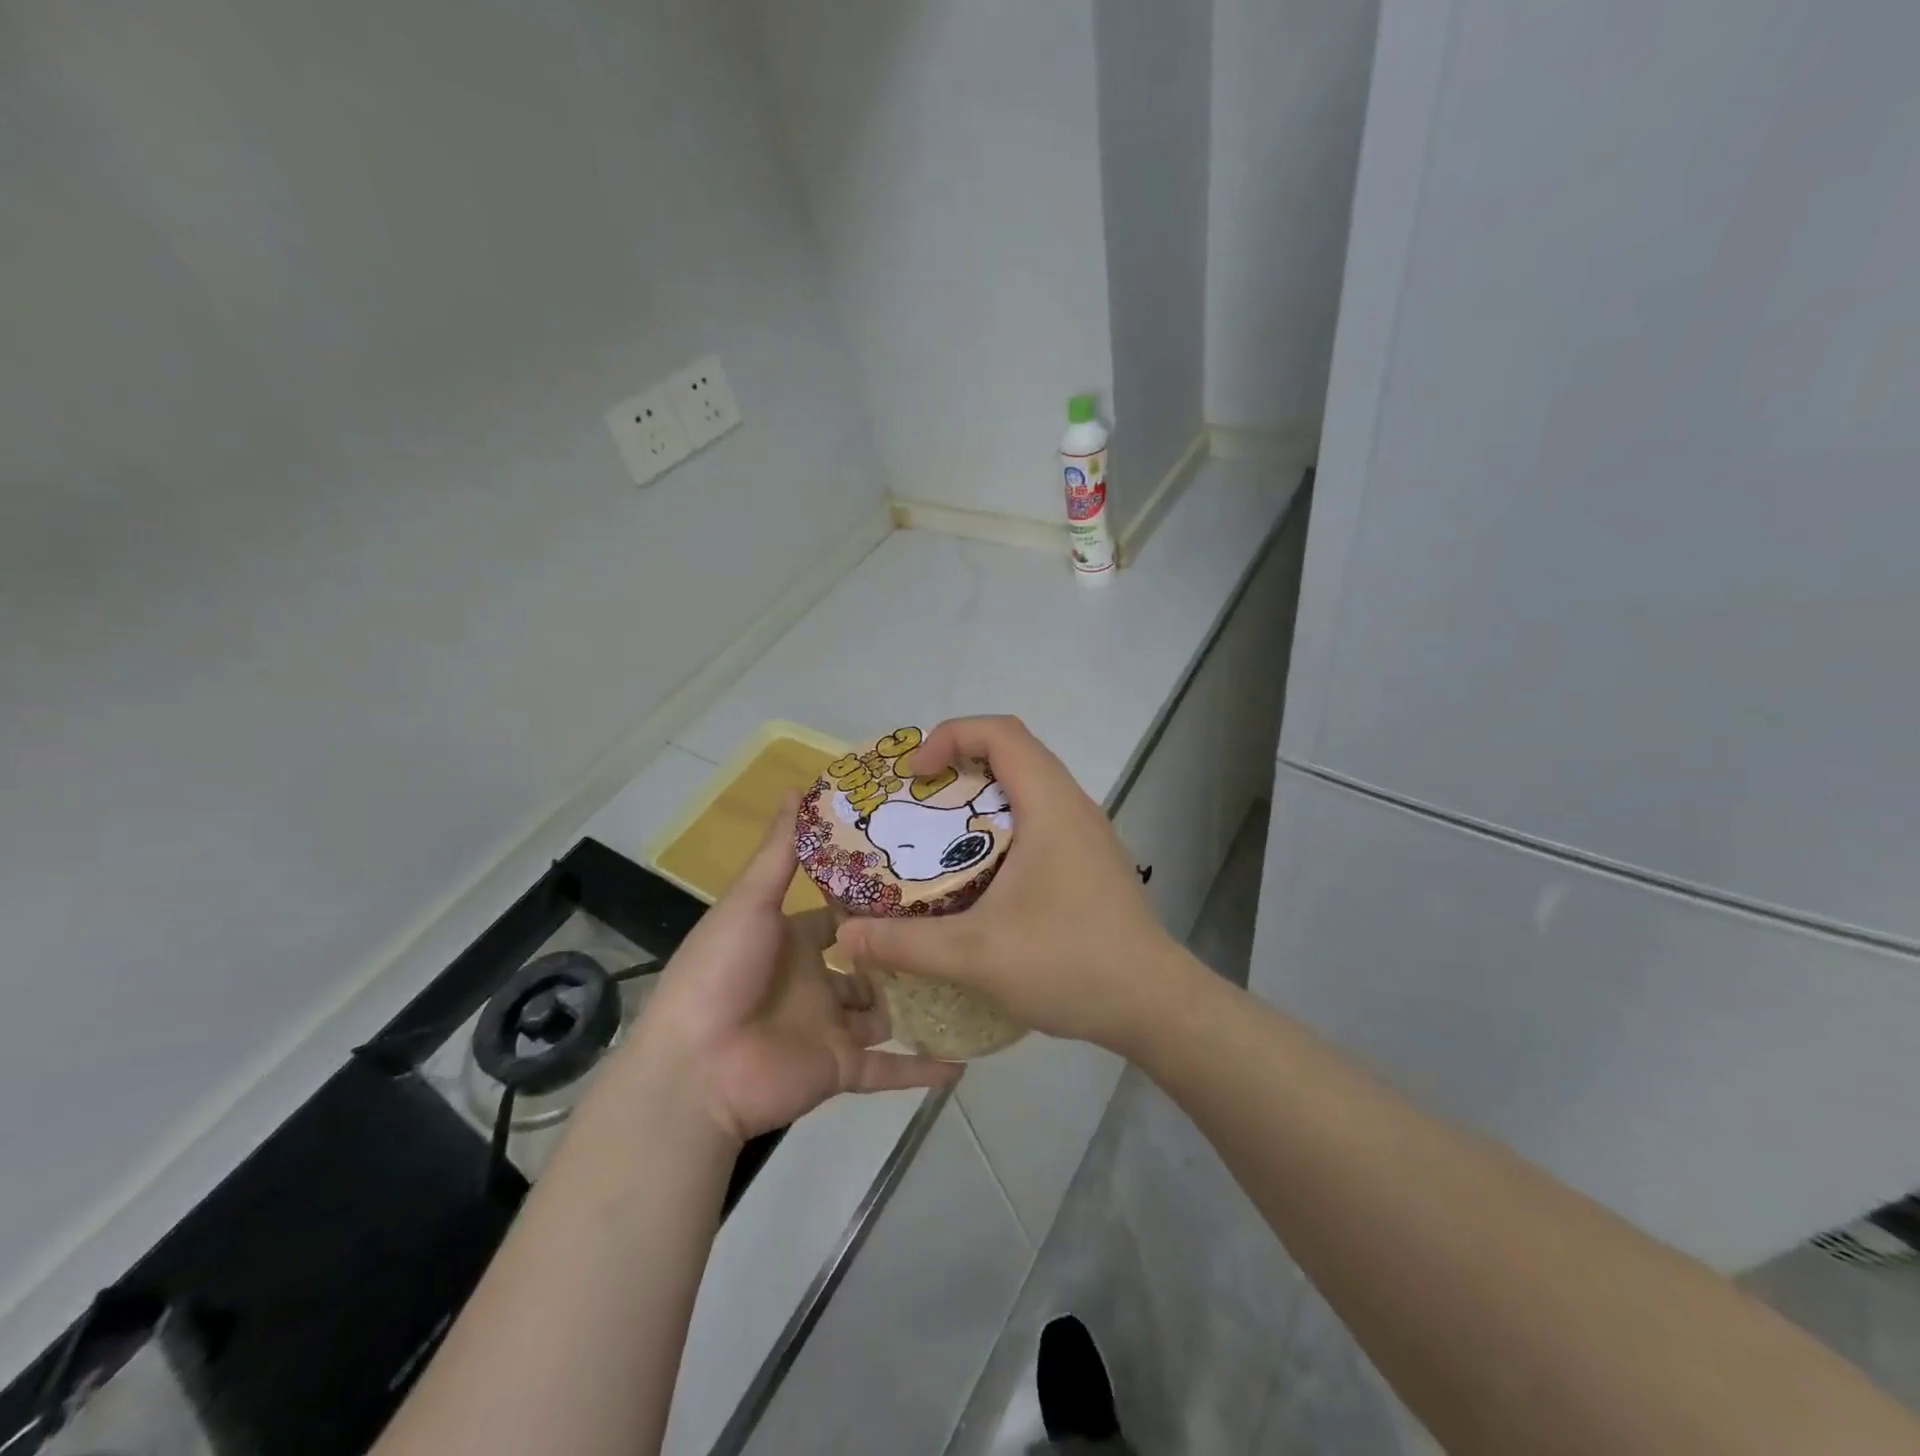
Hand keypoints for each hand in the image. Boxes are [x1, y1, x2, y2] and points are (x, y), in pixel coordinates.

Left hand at [631, 795, 958, 1143]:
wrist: (695, 1069)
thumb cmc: (722, 972)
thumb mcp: (751, 902)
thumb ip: (781, 851)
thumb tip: (799, 786)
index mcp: (794, 940)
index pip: (843, 914)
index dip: (876, 898)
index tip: (924, 872)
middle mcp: (817, 980)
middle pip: (871, 961)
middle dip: (906, 948)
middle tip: (962, 923)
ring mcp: (831, 1026)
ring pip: (886, 1011)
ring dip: (921, 999)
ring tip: (973, 977)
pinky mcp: (842, 1068)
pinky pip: (890, 1069)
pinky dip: (923, 1069)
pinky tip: (965, 1061)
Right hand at [838, 716, 1196, 1055]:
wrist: (1155, 1005)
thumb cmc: (1070, 963)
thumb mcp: (976, 955)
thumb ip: (905, 944)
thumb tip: (844, 937)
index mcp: (1050, 805)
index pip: (1001, 732)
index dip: (950, 736)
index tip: (915, 776)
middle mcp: (1073, 806)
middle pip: (1012, 753)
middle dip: (958, 766)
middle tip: (916, 804)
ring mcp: (1086, 834)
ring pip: (1027, 789)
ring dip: (979, 800)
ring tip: (938, 839)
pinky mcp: (1090, 861)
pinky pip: (1039, 821)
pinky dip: (1001, 829)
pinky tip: (978, 878)